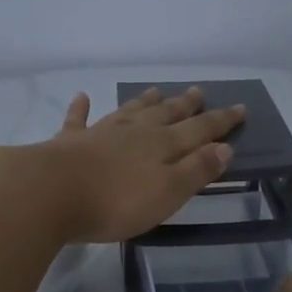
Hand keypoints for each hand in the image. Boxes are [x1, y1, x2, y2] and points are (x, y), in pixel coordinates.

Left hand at [35, 86, 246, 243]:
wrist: (50, 193)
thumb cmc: (116, 201)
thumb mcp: (167, 193)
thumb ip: (196, 170)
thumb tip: (224, 147)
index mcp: (162, 146)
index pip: (199, 130)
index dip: (220, 121)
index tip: (241, 107)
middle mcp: (134, 133)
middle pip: (165, 115)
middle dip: (185, 105)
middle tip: (199, 91)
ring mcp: (100, 134)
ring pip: (129, 111)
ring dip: (144, 101)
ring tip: (156, 90)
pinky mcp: (69, 143)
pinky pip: (78, 120)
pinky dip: (81, 109)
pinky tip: (82, 97)